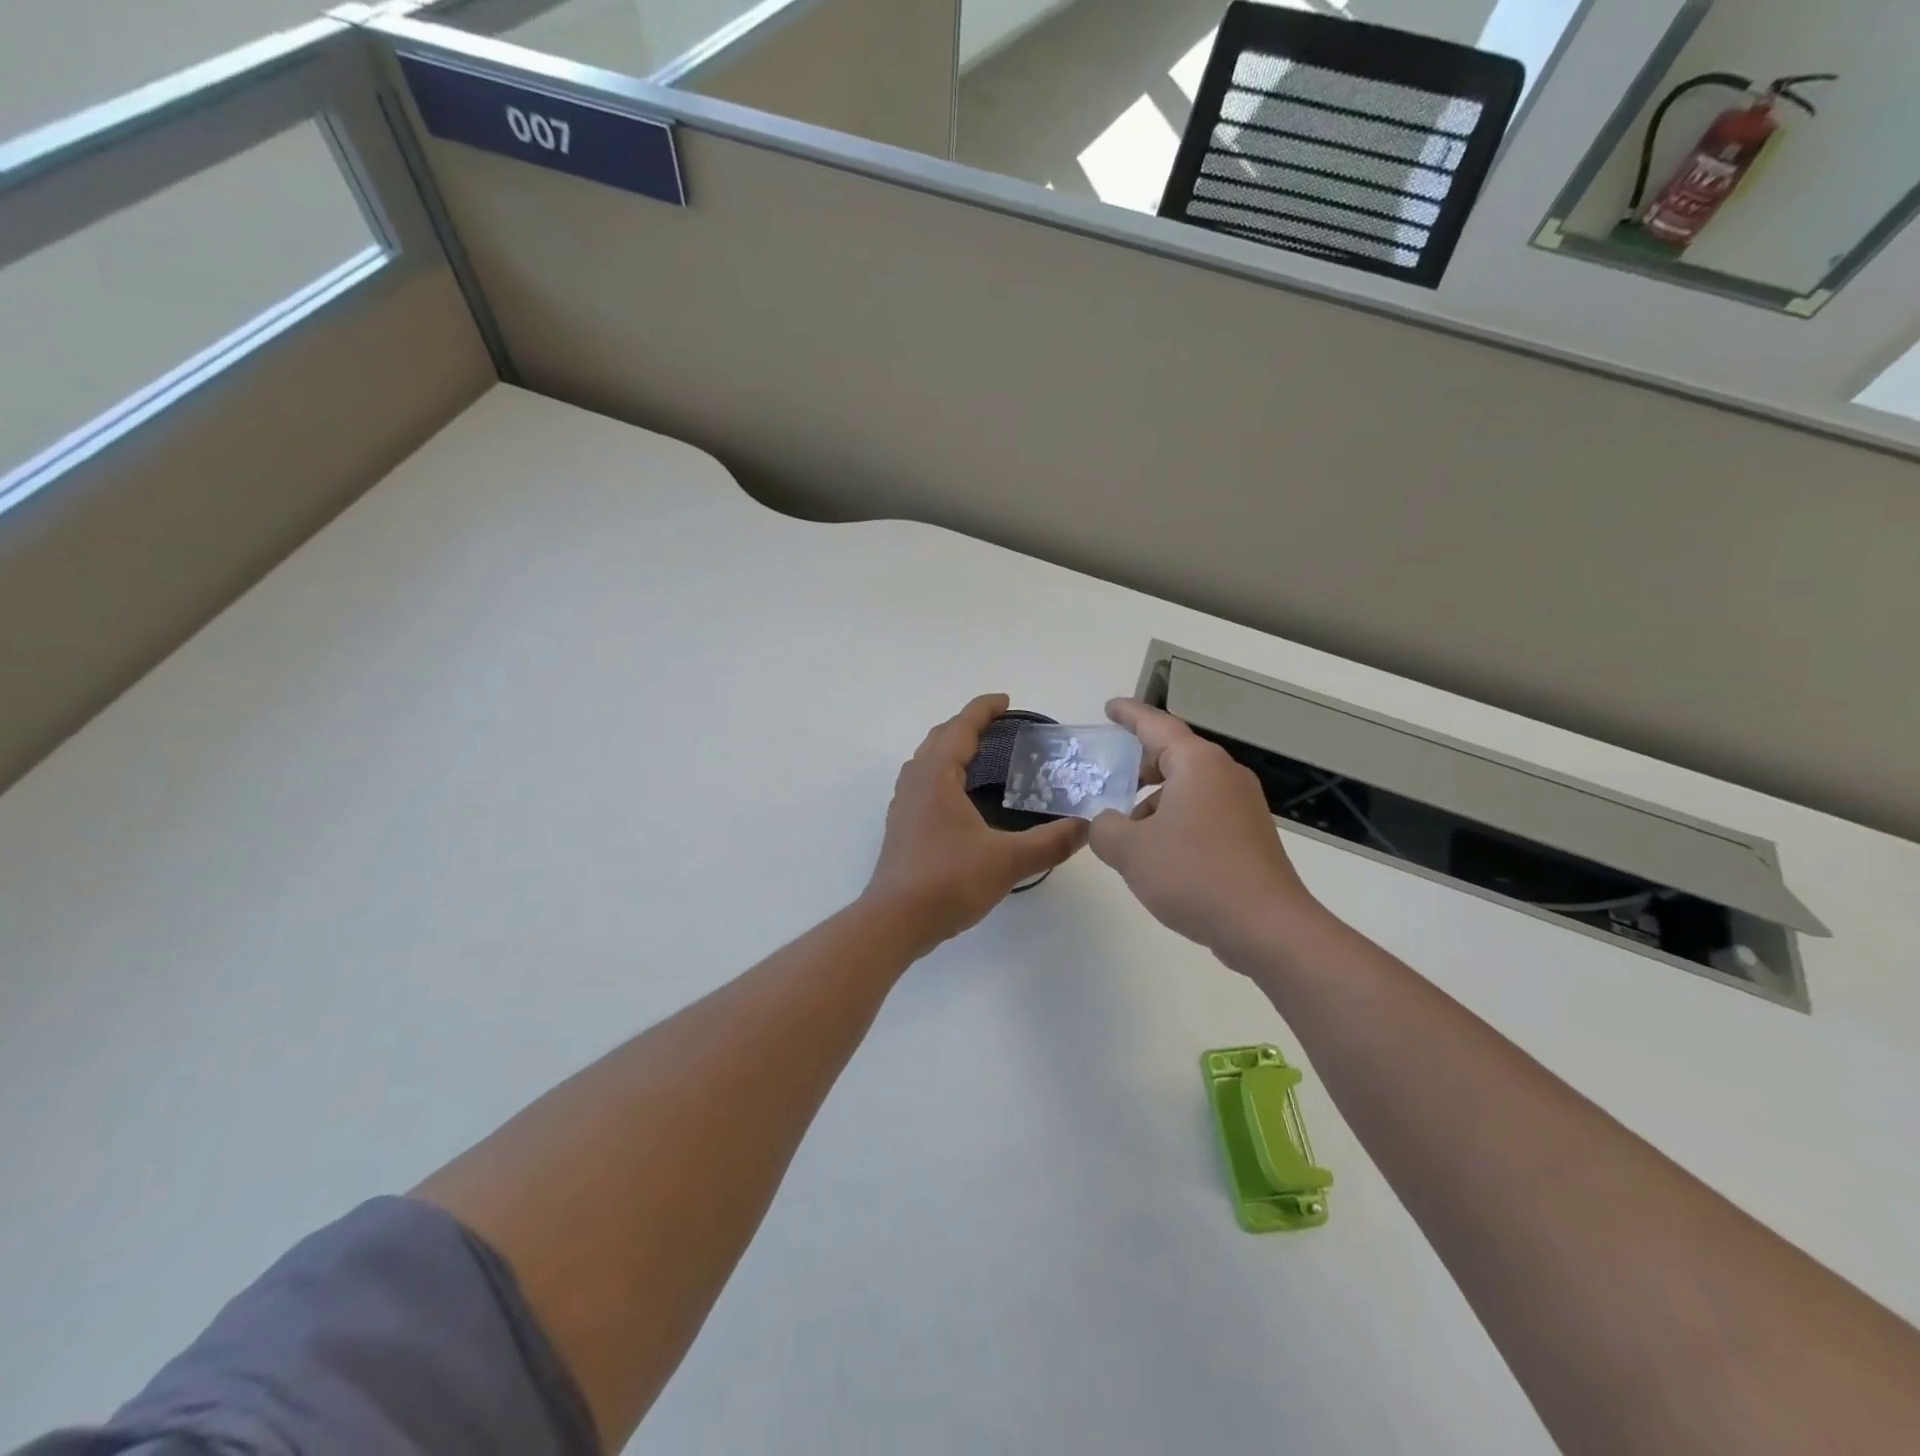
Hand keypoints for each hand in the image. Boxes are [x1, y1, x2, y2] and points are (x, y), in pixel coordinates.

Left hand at [864, 694, 1089, 950]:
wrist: (895, 921)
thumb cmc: (948, 881)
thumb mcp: (1008, 861)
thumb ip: (1050, 842)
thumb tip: (1086, 827)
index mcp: (937, 777)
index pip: (960, 728)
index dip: (983, 710)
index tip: (1006, 701)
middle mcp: (915, 783)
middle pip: (939, 738)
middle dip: (966, 725)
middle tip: (998, 726)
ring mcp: (903, 805)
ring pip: (926, 761)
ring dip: (950, 749)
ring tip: (980, 756)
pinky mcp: (901, 827)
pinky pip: (922, 784)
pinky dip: (942, 774)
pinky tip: (960, 799)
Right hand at [1089, 698, 1319, 954]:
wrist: (1266, 928)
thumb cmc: (1193, 874)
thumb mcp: (1129, 850)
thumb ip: (1104, 828)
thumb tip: (1108, 825)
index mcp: (1198, 764)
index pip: (1156, 726)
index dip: (1129, 715)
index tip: (1110, 708)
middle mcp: (1225, 776)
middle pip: (1174, 757)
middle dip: (1139, 766)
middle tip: (1109, 778)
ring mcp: (1243, 806)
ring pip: (1188, 789)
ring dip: (1155, 802)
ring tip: (1127, 833)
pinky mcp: (1250, 836)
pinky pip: (1203, 814)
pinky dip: (1176, 822)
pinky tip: (1159, 856)